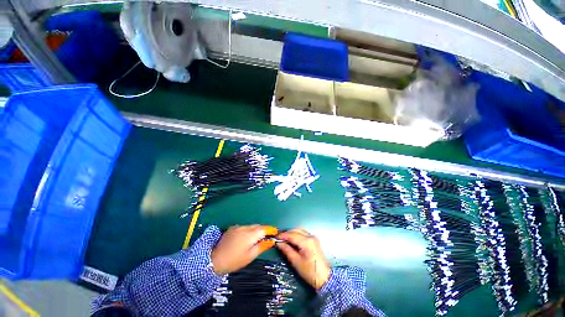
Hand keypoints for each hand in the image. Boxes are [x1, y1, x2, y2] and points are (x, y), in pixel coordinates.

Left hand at [211, 225, 277, 274]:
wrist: (213, 259)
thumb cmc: (234, 260)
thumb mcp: (250, 256)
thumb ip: (262, 246)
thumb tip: (271, 241)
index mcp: (251, 234)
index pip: (264, 228)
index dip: (271, 230)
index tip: (276, 232)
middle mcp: (245, 227)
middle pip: (258, 226)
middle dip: (264, 230)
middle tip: (267, 237)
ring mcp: (238, 226)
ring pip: (251, 226)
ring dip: (256, 230)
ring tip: (256, 239)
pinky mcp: (232, 228)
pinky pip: (244, 227)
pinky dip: (248, 230)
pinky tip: (245, 238)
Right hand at [276, 228, 330, 289]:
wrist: (325, 278)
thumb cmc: (309, 272)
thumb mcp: (296, 262)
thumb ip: (287, 250)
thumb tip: (279, 243)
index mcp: (306, 242)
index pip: (292, 235)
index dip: (283, 235)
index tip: (275, 237)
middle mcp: (310, 236)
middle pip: (296, 230)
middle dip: (287, 233)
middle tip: (279, 238)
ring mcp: (313, 237)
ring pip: (300, 230)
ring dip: (292, 233)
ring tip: (285, 240)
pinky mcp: (314, 240)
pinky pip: (303, 233)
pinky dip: (297, 235)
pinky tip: (292, 241)